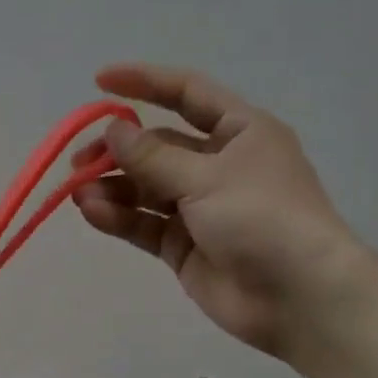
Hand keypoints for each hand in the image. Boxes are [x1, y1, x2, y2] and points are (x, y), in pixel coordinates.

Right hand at [72, 63, 375, 362]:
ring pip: (145, 189)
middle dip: (117, 152)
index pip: (187, 94)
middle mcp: (218, 165)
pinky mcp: (183, 246)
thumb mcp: (207, 177)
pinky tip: (91, 212)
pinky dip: (118, 217)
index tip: (99, 81)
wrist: (298, 297)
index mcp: (239, 132)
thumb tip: (113, 130)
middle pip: (157, 147)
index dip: (145, 83)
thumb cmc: (263, 218)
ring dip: (112, 188)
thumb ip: (153, 156)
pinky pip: (144, 224)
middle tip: (80, 161)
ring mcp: (199, 208)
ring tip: (79, 193)